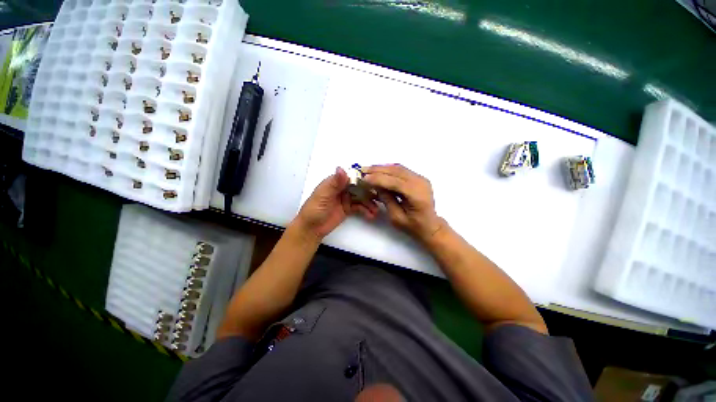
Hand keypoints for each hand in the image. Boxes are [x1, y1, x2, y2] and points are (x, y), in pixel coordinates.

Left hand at [293, 167, 378, 240]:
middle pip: (359, 187)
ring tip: (376, 210)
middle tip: (381, 196)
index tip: (376, 181)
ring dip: (369, 203)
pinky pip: (359, 207)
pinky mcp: (348, 208)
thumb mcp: (323, 195)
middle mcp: (341, 188)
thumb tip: (342, 168)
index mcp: (335, 182)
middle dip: (369, 191)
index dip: (364, 178)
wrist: (311, 229)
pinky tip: (371, 215)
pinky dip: (366, 210)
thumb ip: (334, 183)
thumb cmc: (314, 210)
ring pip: (361, 198)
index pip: (351, 176)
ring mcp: (345, 199)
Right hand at [363, 164, 444, 242]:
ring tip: (368, 169)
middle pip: (396, 171)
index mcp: (416, 195)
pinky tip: (379, 171)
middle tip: (363, 170)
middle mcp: (420, 183)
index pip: (395, 182)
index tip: (363, 178)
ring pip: (398, 168)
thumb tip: (376, 186)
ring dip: (382, 168)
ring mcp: (421, 179)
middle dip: (378, 170)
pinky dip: (389, 170)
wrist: (430, 225)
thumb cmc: (413, 226)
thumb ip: (387, 200)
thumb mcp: (397, 217)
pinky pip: (401, 170)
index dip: (378, 179)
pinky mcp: (418, 178)